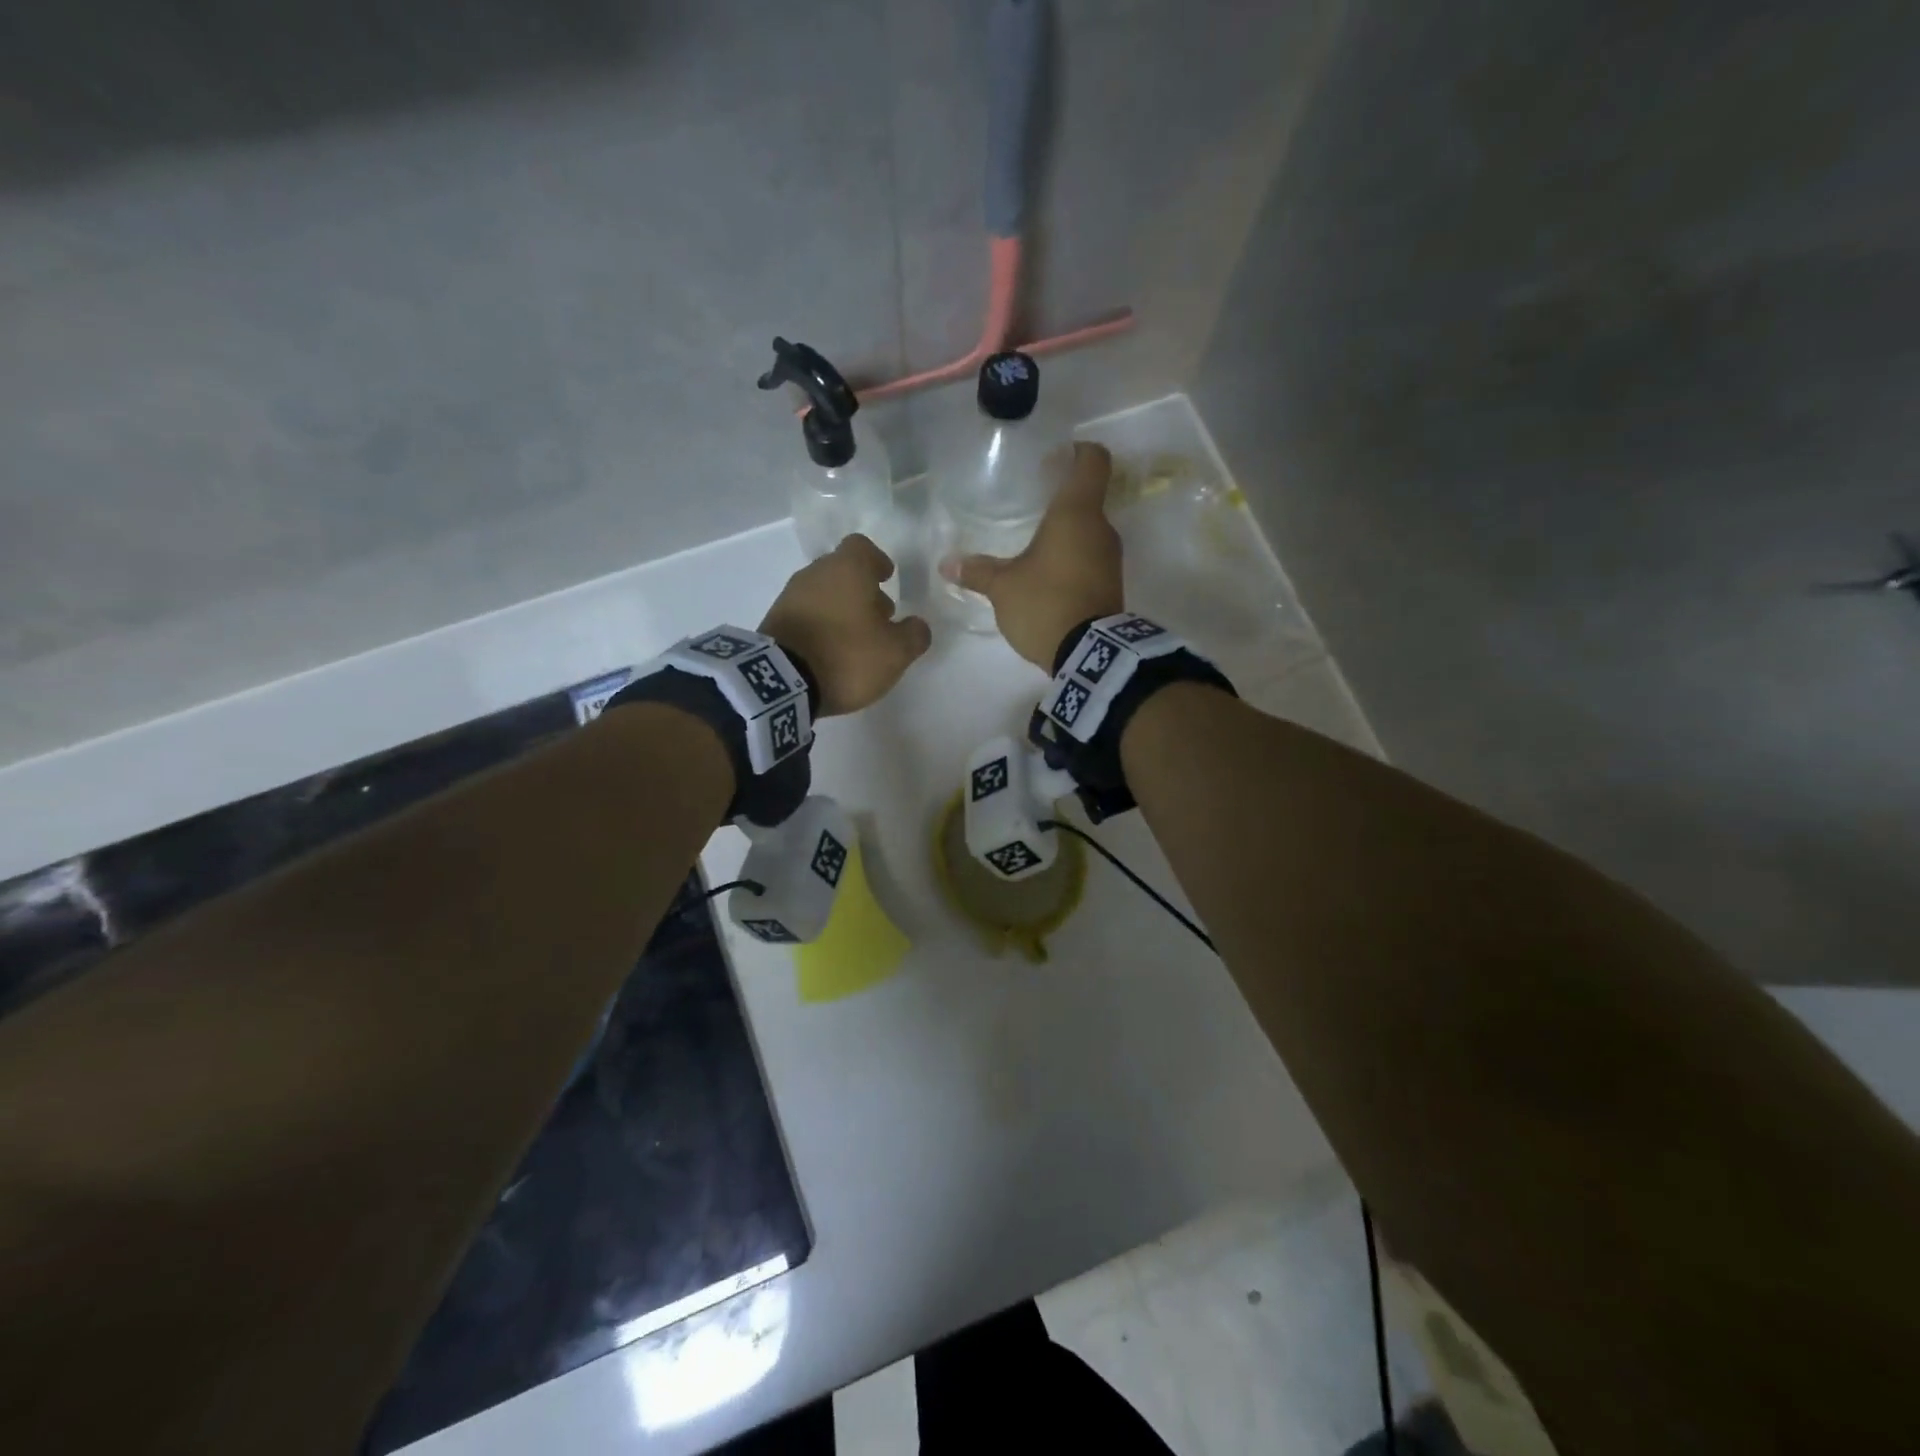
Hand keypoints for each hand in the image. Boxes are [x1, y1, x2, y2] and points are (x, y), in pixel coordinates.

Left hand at [761, 535, 932, 715]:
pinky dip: (821, 625)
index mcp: (847, 569)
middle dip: (862, 590)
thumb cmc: (847, 655)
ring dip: (841, 609)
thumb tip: (917, 626)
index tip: (887, 579)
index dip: (877, 561)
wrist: (782, 682)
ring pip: (823, 592)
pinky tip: (831, 651)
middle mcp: (816, 573)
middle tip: (879, 618)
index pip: (862, 547)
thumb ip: (914, 635)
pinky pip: (806, 614)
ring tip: (856, 640)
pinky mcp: (774, 621)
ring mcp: (790, 596)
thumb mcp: (896, 652)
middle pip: (842, 571)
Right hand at [942, 441, 1123, 668]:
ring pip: (1089, 530)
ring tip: (1034, 542)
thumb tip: (947, 563)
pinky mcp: (1111, 584)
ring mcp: (1111, 558)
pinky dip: (1072, 558)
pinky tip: (1047, 573)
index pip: (1092, 460)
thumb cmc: (1045, 604)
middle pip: (1087, 497)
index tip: (1053, 458)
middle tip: (1031, 501)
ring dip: (1065, 532)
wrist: (1089, 655)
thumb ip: (977, 571)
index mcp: (1077, 513)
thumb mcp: (1003, 587)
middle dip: (1061, 497)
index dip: (1076, 451)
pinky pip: (1091, 558)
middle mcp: (1101, 528)